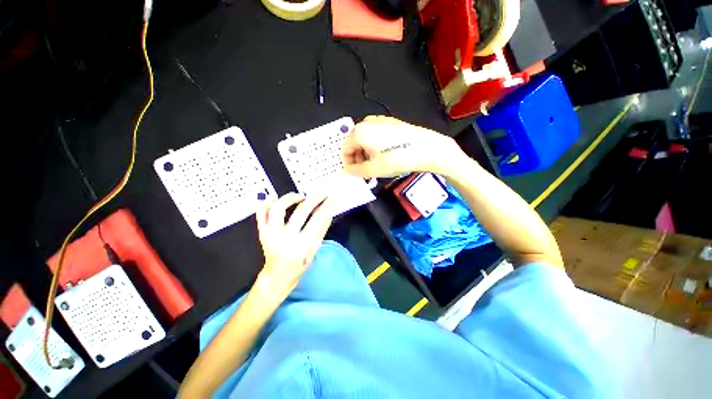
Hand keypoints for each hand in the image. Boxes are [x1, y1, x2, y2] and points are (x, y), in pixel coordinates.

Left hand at [256, 192, 332, 294]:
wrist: (277, 275)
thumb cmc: (299, 265)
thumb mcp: (314, 249)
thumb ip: (321, 229)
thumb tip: (329, 211)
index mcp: (301, 245)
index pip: (316, 220)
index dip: (326, 207)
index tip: (331, 199)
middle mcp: (285, 237)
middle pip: (300, 211)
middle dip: (313, 198)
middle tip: (320, 193)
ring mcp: (270, 233)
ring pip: (277, 208)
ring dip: (290, 198)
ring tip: (299, 197)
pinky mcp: (262, 231)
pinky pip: (261, 213)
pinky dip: (267, 203)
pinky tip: (277, 200)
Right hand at [342, 116, 465, 177]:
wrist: (426, 149)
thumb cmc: (400, 157)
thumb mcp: (374, 169)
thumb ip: (356, 171)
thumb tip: (349, 171)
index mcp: (360, 132)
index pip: (345, 149)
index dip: (348, 163)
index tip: (353, 172)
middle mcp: (369, 123)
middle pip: (355, 143)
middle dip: (358, 159)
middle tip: (364, 171)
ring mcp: (381, 122)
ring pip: (365, 140)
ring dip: (366, 154)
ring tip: (375, 166)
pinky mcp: (391, 124)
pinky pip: (376, 136)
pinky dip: (375, 148)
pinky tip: (384, 157)